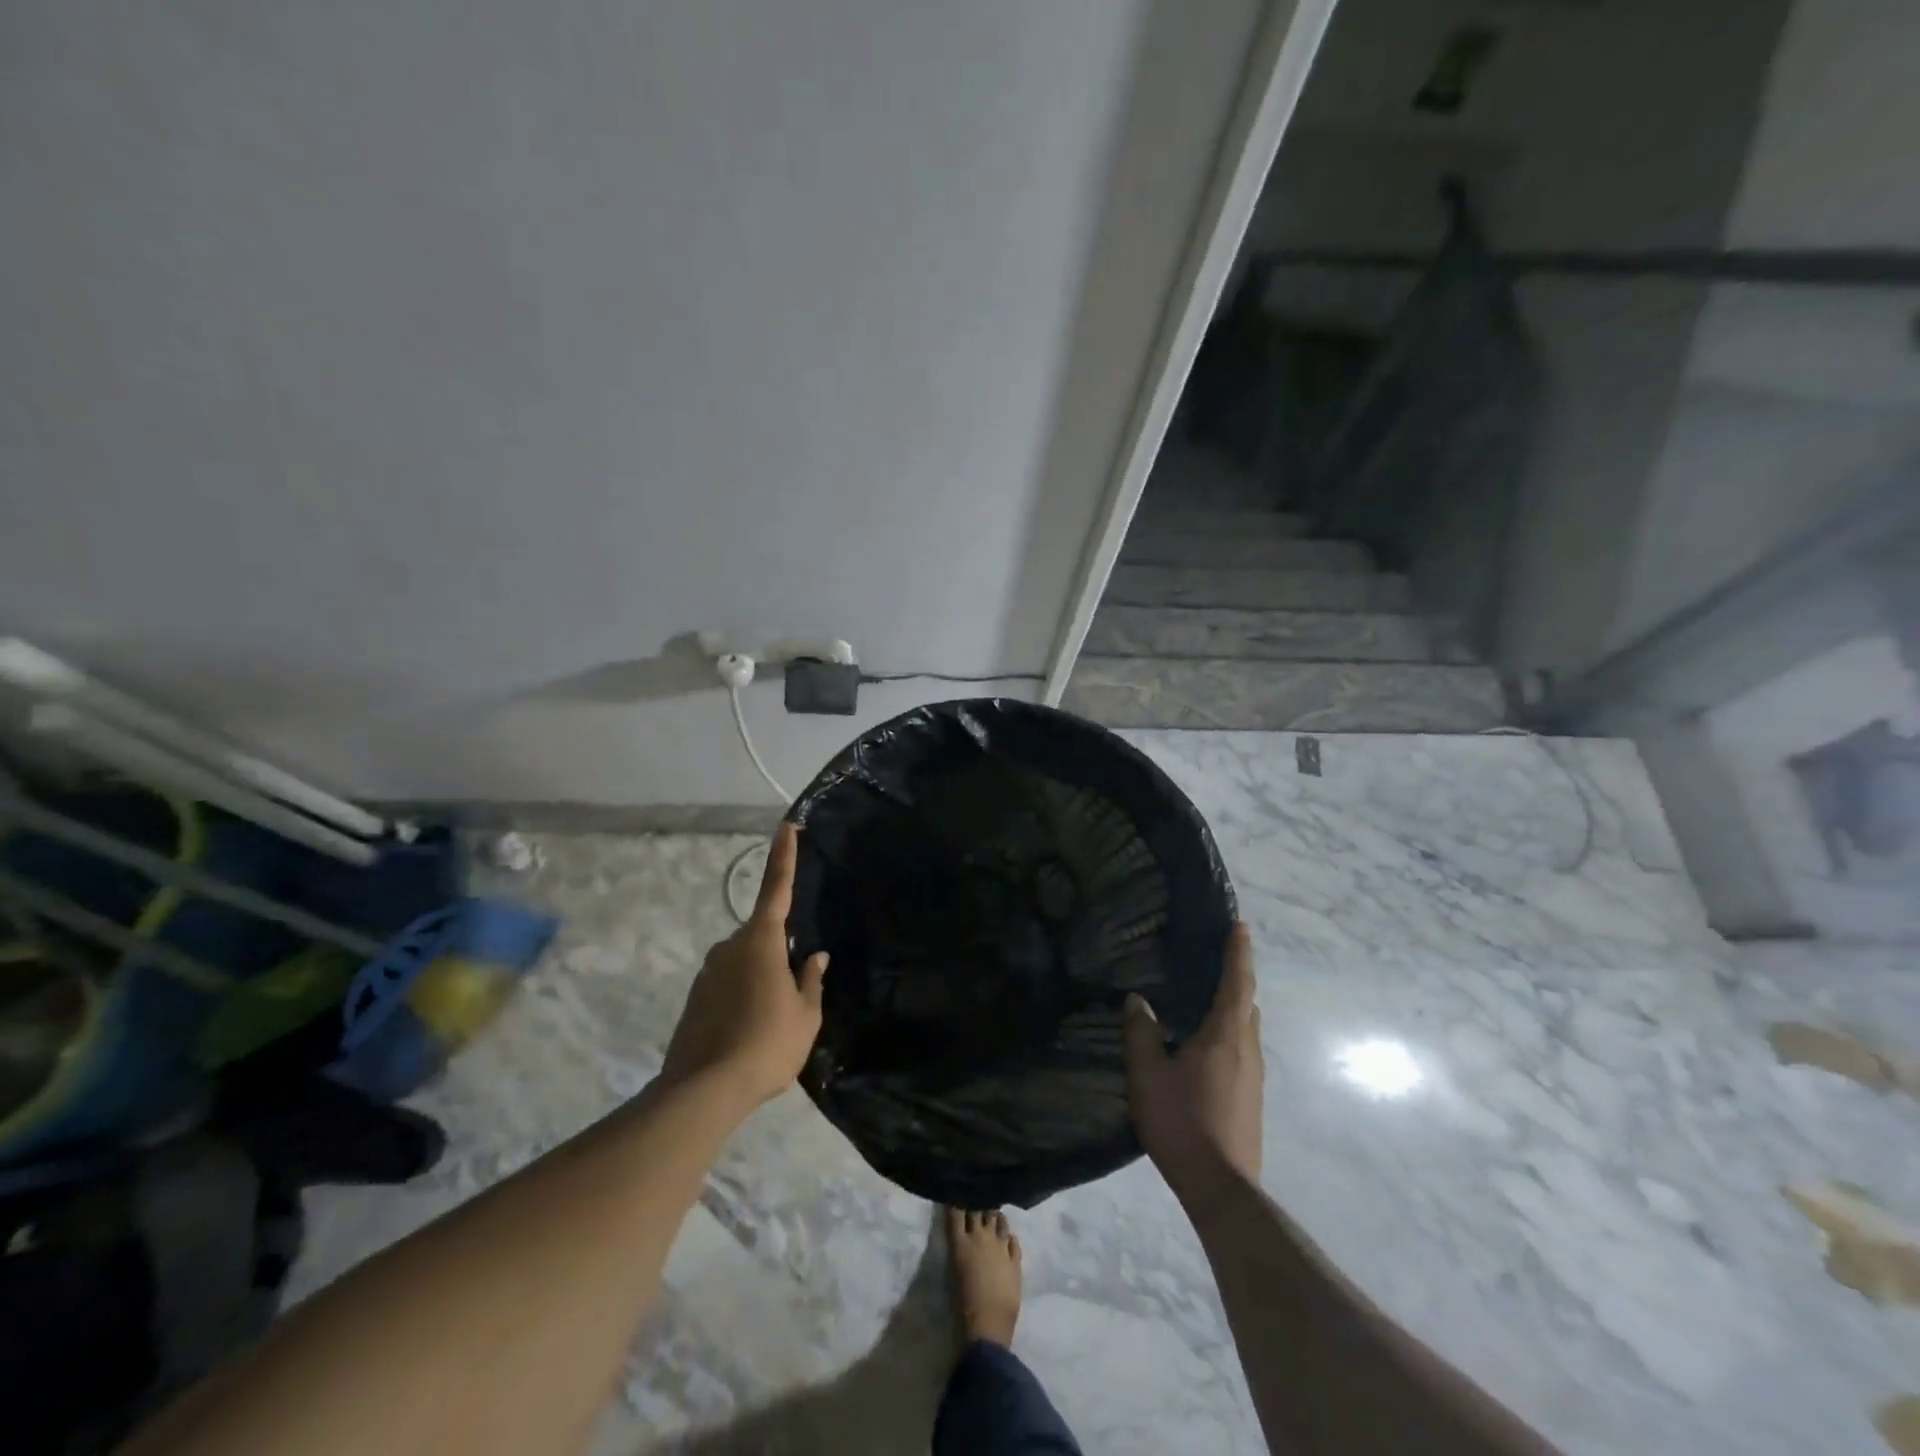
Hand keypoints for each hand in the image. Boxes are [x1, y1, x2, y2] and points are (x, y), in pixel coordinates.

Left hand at [662, 823, 827, 1107]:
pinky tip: (750, 1031)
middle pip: (762, 935)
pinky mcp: (694, 997)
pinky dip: (742, 997)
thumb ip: (811, 980)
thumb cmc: (767, 1044)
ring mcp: (708, 971)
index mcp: (761, 941)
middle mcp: (730, 946)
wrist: (703, 1091)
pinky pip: (728, 984)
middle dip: (779, 953)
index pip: (777, 888)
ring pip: (745, 962)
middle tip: (794, 992)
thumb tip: (814, 957)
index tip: (786, 826)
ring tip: (772, 1022)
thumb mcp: (805, 1015)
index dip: (784, 856)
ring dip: (761, 979)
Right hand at [1123, 923, 1262, 1203]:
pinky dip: (1228, 1032)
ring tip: (1204, 997)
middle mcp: (1247, 1048)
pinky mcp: (1251, 1097)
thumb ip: (1141, 1032)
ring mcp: (1254, 1075)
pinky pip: (1242, 1048)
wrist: (1222, 1188)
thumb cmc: (1183, 1121)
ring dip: (1232, 1006)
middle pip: (1246, 1003)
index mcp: (1226, 1034)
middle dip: (1235, 977)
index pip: (1237, 982)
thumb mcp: (1148, 1074)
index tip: (1240, 926)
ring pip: (1245, 1028)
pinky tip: (1204, 1044)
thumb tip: (1137, 1000)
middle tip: (1213, 958)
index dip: (1238, 952)